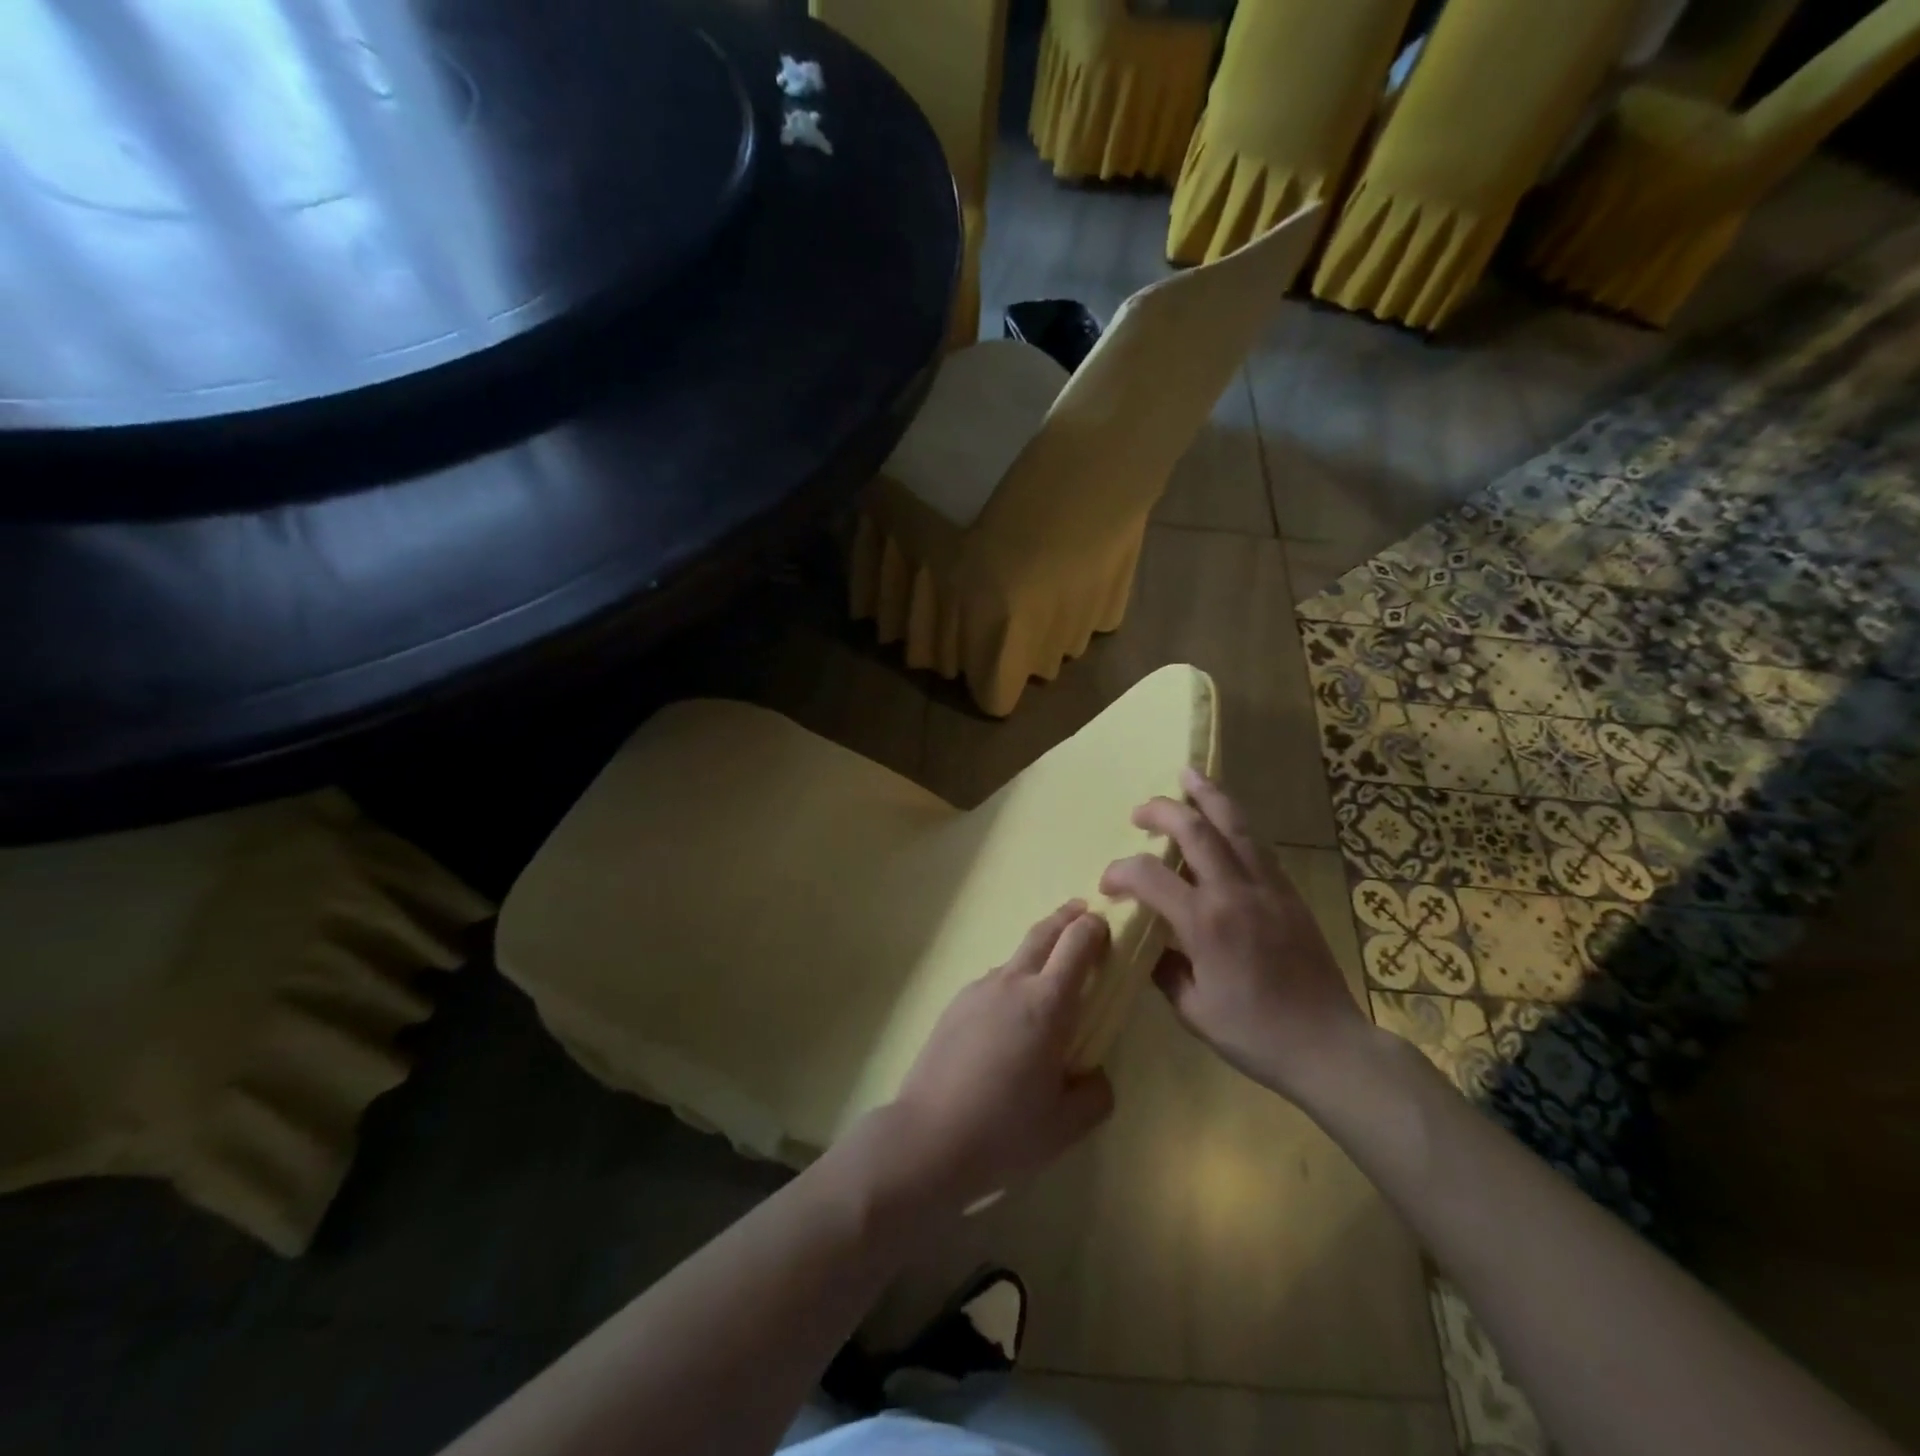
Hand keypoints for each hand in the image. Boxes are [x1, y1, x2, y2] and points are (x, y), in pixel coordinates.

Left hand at [881, 903, 1115, 1208]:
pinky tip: (1010, 1018)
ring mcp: (978, 990)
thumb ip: (1094, 1094)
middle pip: (1043, 933)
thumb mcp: (1066, 1125)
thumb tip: (1095, 1074)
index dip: (1095, 928)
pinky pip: (993, 983)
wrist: (927, 1137)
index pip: (1077, 944)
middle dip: (1067, 917)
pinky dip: (1011, 983)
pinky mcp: (955, 1004)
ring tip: (1049, 975)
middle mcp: (1012, 983)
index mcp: (1047, 1004)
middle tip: (1083, 912)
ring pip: (1015, 958)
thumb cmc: (1004, 1131)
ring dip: (1037, 953)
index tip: (1108, 926)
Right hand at [1100, 769, 1370, 1103]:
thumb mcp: (1193, 1011)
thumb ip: (1165, 970)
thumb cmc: (1254, 1035)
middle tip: (1140, 811)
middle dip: (1162, 810)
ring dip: (1208, 796)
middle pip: (1195, 830)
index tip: (1108, 884)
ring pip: (1235, 825)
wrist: (1328, 1045)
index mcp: (1204, 923)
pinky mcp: (1289, 893)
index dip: (1120, 871)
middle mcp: (1235, 892)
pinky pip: (1258, 845)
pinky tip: (1225, 821)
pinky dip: (1235, 824)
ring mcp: (1267, 888)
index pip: (1149, 875)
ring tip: (1188, 775)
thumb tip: (1150, 945)